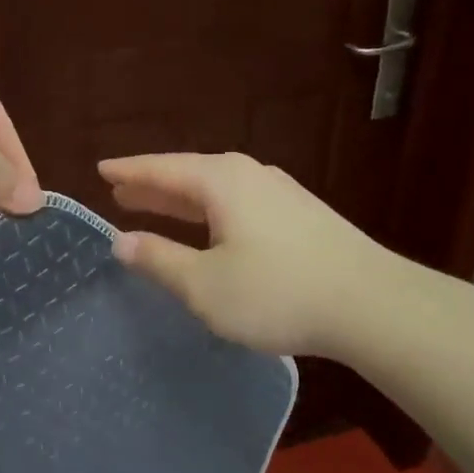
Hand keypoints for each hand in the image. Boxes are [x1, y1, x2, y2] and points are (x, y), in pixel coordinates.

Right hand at [99, 151, 393, 356]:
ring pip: (216, 190)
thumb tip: (121, 241)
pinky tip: (210, 229)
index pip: (162, 168)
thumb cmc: (276, 292)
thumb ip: (159, 260)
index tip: (101, 170)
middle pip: (189, 175)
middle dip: (153, 185)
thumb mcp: (204, 284)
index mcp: (221, 181)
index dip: (129, 171)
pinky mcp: (300, 215)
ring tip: (154, 207)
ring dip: (182, 200)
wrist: (372, 304)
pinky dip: (210, 212)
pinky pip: (238, 204)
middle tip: (121, 192)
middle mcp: (249, 175)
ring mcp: (280, 193)